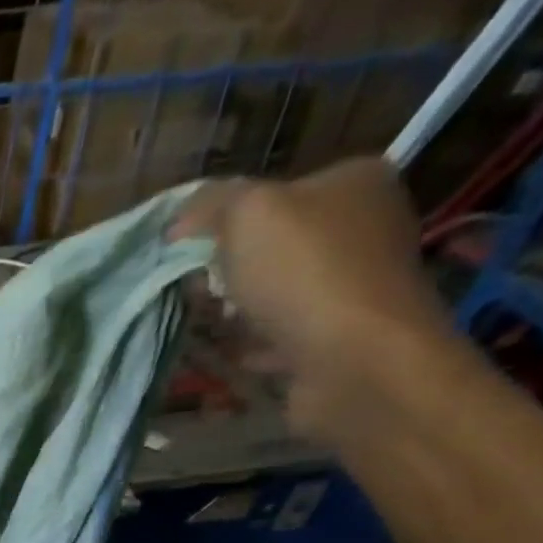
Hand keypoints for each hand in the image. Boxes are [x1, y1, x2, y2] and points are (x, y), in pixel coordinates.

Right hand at [172, 159, 465, 445]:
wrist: (353, 359)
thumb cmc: (303, 274)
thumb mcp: (249, 214)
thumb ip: (212, 204)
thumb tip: (179, 222)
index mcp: (354, 182)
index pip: (277, 193)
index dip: (226, 222)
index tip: (189, 253)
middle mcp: (364, 228)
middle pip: (275, 247)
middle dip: (229, 272)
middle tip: (196, 293)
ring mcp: (355, 287)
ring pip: (278, 294)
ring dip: (239, 313)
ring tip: (206, 326)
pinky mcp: (340, 340)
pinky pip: (283, 338)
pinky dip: (255, 347)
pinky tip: (232, 356)